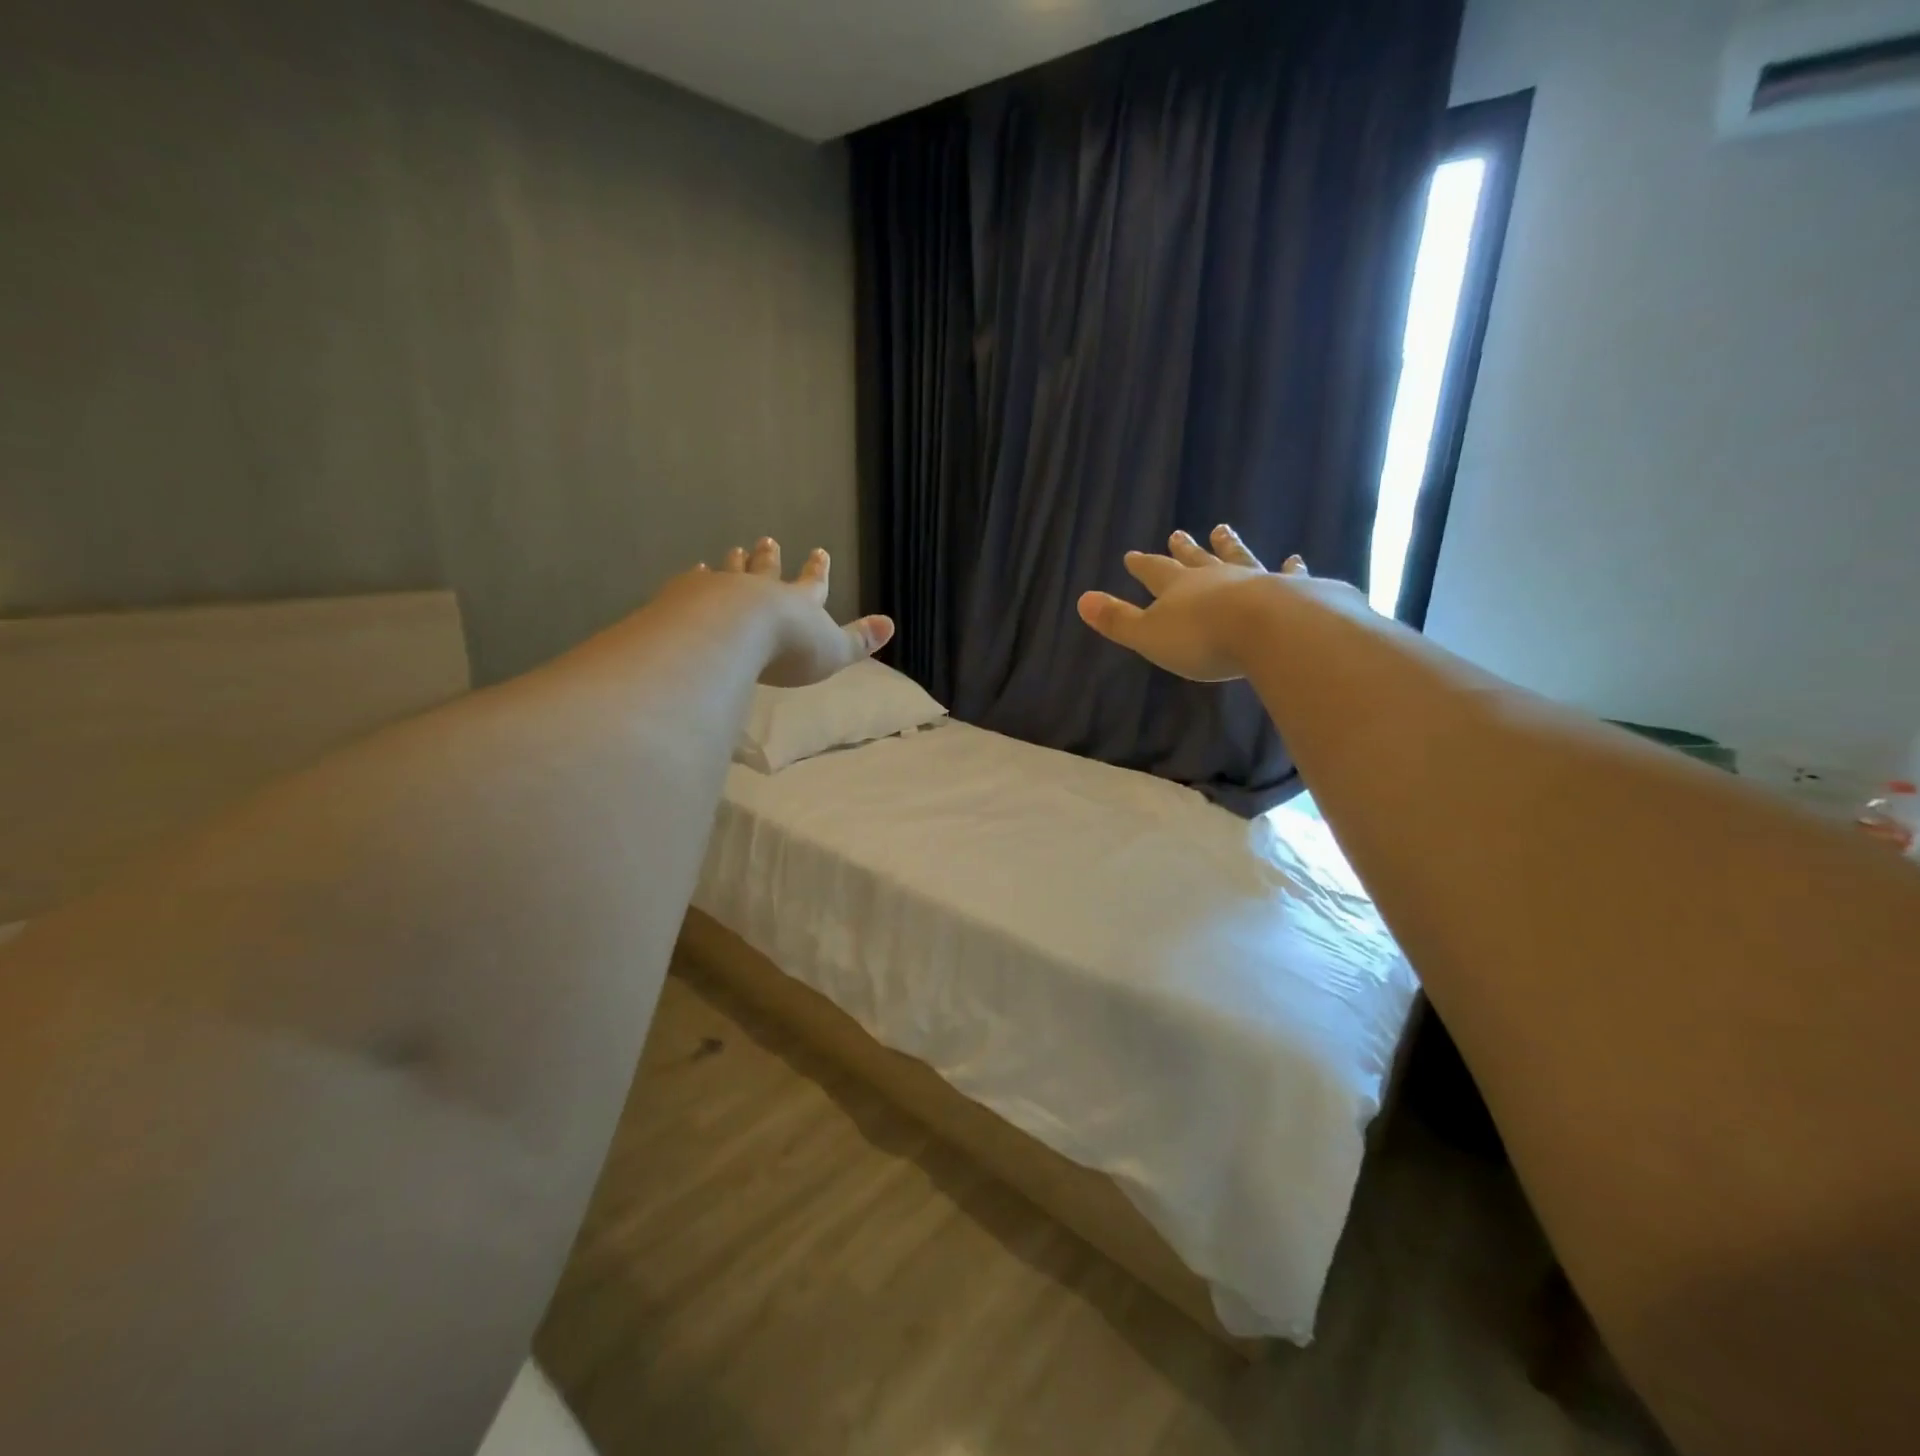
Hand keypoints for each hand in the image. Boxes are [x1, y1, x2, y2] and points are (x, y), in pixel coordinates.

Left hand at [700, 537, 894, 687]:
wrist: (731, 634)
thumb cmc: (788, 649)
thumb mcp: (833, 651)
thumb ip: (859, 640)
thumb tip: (891, 624)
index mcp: (798, 603)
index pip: (812, 583)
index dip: (817, 571)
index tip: (819, 552)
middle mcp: (761, 590)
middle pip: (768, 570)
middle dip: (771, 557)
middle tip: (768, 541)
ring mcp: (723, 590)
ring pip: (732, 571)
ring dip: (736, 562)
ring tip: (734, 550)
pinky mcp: (690, 596)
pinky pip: (695, 581)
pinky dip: (697, 576)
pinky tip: (695, 570)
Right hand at [1076, 524, 1307, 681]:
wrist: (1269, 630)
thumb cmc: (1202, 639)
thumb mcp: (1149, 635)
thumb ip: (1117, 620)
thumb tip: (1081, 600)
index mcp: (1178, 588)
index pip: (1154, 571)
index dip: (1143, 565)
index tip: (1132, 554)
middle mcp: (1215, 577)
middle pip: (1196, 559)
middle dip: (1185, 549)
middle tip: (1180, 533)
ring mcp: (1254, 580)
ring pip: (1237, 558)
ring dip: (1229, 546)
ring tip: (1224, 530)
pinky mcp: (1291, 591)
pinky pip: (1288, 575)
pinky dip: (1291, 568)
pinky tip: (1295, 560)